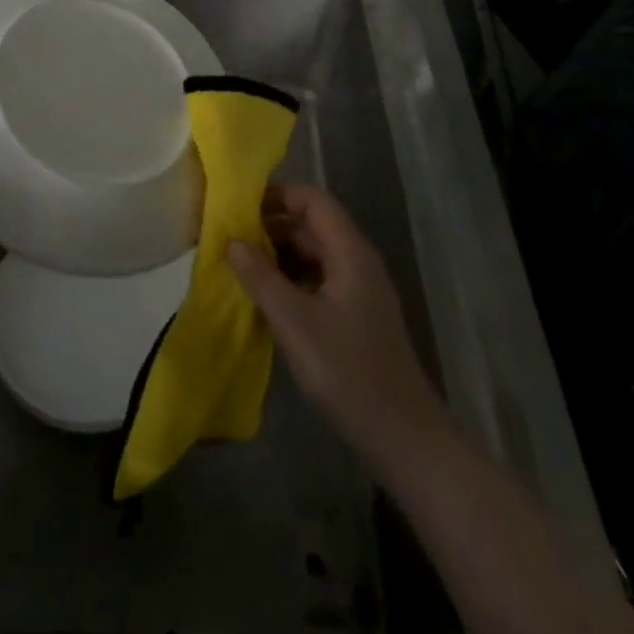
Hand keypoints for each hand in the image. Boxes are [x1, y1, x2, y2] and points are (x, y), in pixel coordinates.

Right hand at [227, 184, 447, 470]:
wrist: (403, 436)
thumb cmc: (348, 372)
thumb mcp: (295, 323)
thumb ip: (261, 277)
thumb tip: (232, 240)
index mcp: (349, 251)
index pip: (312, 200)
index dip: (277, 196)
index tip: (239, 209)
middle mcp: (357, 261)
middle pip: (312, 225)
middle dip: (271, 227)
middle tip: (230, 241)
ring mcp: (358, 290)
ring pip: (313, 254)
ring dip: (279, 256)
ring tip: (240, 269)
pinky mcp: (355, 316)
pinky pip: (318, 281)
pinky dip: (291, 281)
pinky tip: (266, 301)